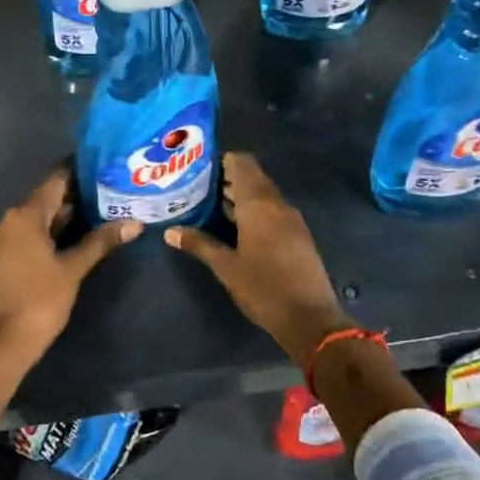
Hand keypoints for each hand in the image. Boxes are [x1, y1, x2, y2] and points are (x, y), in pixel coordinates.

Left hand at [0, 165, 140, 369]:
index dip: (81, 171)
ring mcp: (6, 238)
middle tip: (113, 190)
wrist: (4, 342)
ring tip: (104, 210)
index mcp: (25, 214)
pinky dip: (55, 230)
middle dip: (79, 195)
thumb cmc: (40, 299)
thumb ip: (101, 241)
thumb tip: (135, 223)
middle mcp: (12, 219)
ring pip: (42, 216)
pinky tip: (81, 235)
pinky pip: (34, 233)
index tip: (106, 166)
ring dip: (69, 214)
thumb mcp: (73, 269)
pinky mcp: (6, 256)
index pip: (56, 180)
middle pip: (49, 197)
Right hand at [166, 152, 349, 365]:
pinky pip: (272, 210)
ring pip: (263, 195)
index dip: (222, 160)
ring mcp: (291, 219)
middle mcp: (277, 204)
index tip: (199, 167)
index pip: (242, 163)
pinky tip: (235, 226)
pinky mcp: (297, 235)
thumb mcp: (226, 267)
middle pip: (252, 177)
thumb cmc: (263, 288)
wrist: (309, 318)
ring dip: (240, 196)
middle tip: (198, 187)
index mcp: (259, 204)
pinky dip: (253, 211)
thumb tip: (170, 232)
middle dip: (227, 179)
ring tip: (210, 205)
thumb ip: (199, 244)